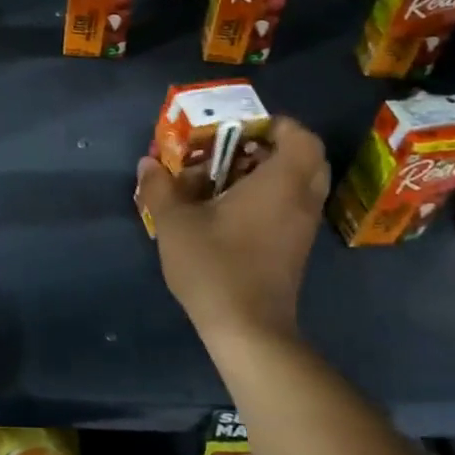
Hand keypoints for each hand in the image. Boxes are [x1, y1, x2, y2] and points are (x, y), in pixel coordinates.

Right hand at [136, 116, 329, 353]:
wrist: (247, 330)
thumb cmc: (215, 265)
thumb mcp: (175, 222)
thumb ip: (161, 187)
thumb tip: (148, 163)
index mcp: (281, 182)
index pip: (300, 136)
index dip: (274, 125)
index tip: (238, 130)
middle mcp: (301, 200)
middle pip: (305, 158)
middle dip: (272, 148)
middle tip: (234, 151)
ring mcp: (303, 227)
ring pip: (298, 185)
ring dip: (268, 174)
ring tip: (225, 180)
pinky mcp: (296, 250)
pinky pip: (292, 207)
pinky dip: (270, 199)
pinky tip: (229, 212)